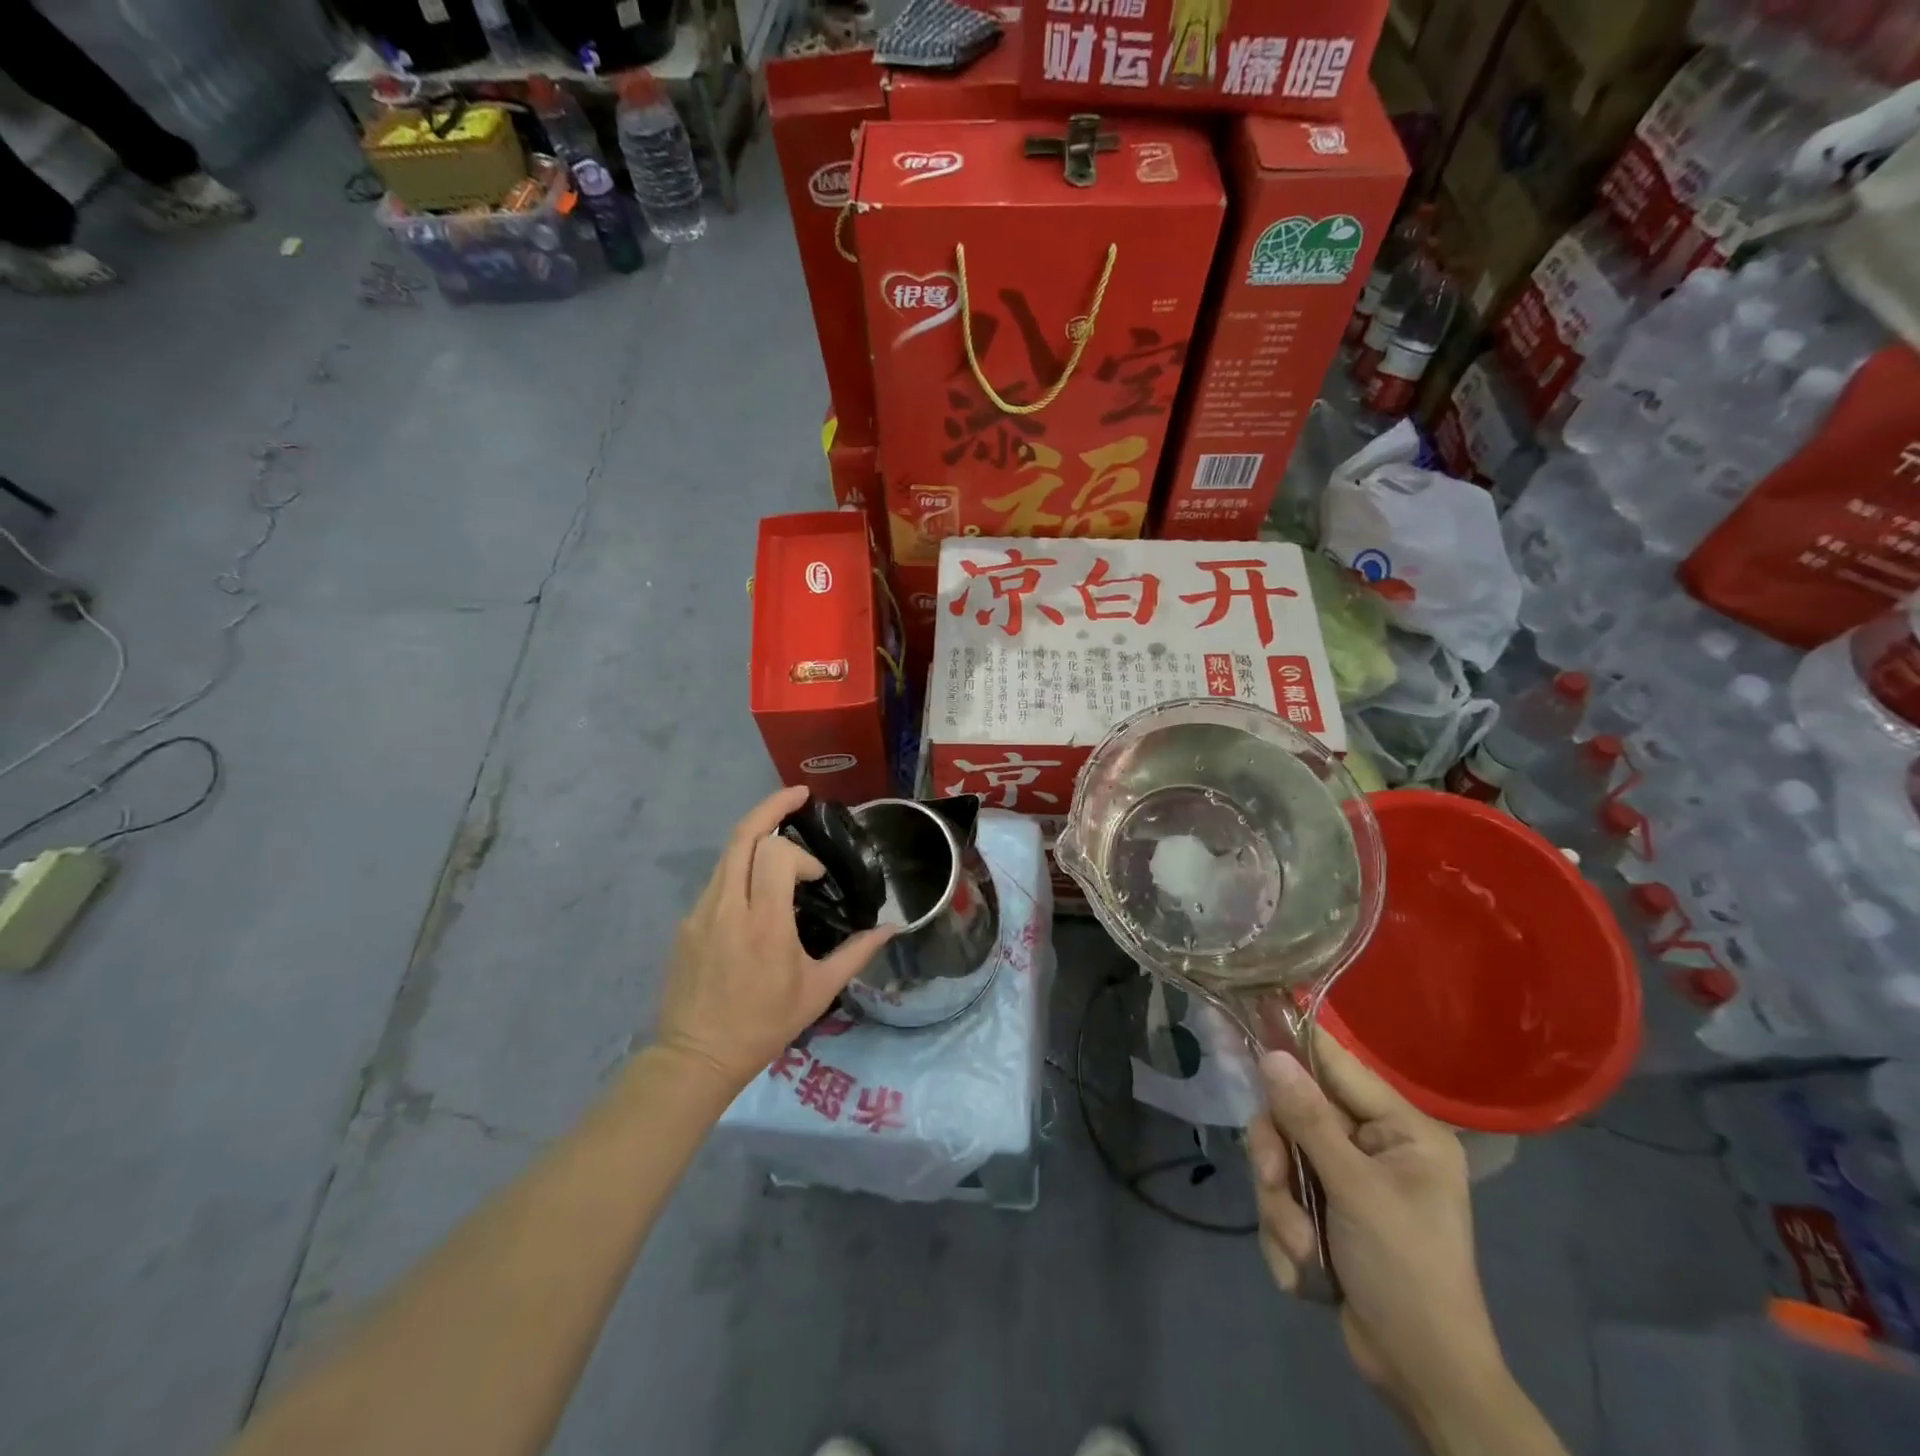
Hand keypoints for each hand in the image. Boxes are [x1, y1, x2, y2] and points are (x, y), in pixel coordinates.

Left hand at [654, 786, 892, 1092]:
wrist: (696, 1056)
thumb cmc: (763, 1024)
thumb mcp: (818, 991)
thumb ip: (857, 953)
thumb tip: (892, 929)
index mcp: (764, 923)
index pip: (776, 854)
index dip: (801, 855)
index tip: (816, 877)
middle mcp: (728, 907)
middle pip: (742, 836)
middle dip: (771, 807)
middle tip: (798, 796)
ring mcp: (701, 912)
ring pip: (726, 854)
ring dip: (755, 836)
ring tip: (781, 835)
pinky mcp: (687, 922)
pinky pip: (717, 880)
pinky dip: (741, 867)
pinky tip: (757, 887)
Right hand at [1246, 1036, 1507, 1423]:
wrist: (1422, 1379)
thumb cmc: (1406, 1272)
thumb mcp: (1356, 1191)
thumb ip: (1309, 1120)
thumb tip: (1271, 1053)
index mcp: (1401, 1131)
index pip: (1338, 1066)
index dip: (1295, 1046)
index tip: (1251, 1024)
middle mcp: (1374, 1146)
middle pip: (1297, 1115)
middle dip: (1280, 1158)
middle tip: (1275, 1184)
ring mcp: (1348, 1180)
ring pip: (1283, 1159)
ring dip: (1281, 1205)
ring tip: (1301, 1247)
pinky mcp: (1326, 1213)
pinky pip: (1283, 1197)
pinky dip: (1285, 1233)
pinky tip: (1305, 1269)